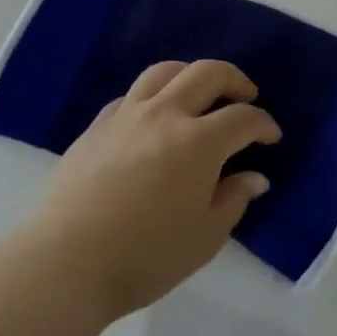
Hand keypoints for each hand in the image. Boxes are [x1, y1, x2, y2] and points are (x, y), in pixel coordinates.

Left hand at [31, 60, 279, 321]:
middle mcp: (165, 115)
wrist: (65, 264)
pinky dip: (153, 96)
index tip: (271, 137)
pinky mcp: (97, 127)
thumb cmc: (145, 256)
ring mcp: (127, 116)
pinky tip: (154, 116)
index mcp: (199, 142)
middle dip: (234, 79)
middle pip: (207, 73)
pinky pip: (132, 95)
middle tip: (246, 95)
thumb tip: (255, 177)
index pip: (243, 118)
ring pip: (164, 72)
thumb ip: (234, 200)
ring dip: (191, 74)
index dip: (264, 124)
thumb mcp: (205, 238)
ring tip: (199, 93)